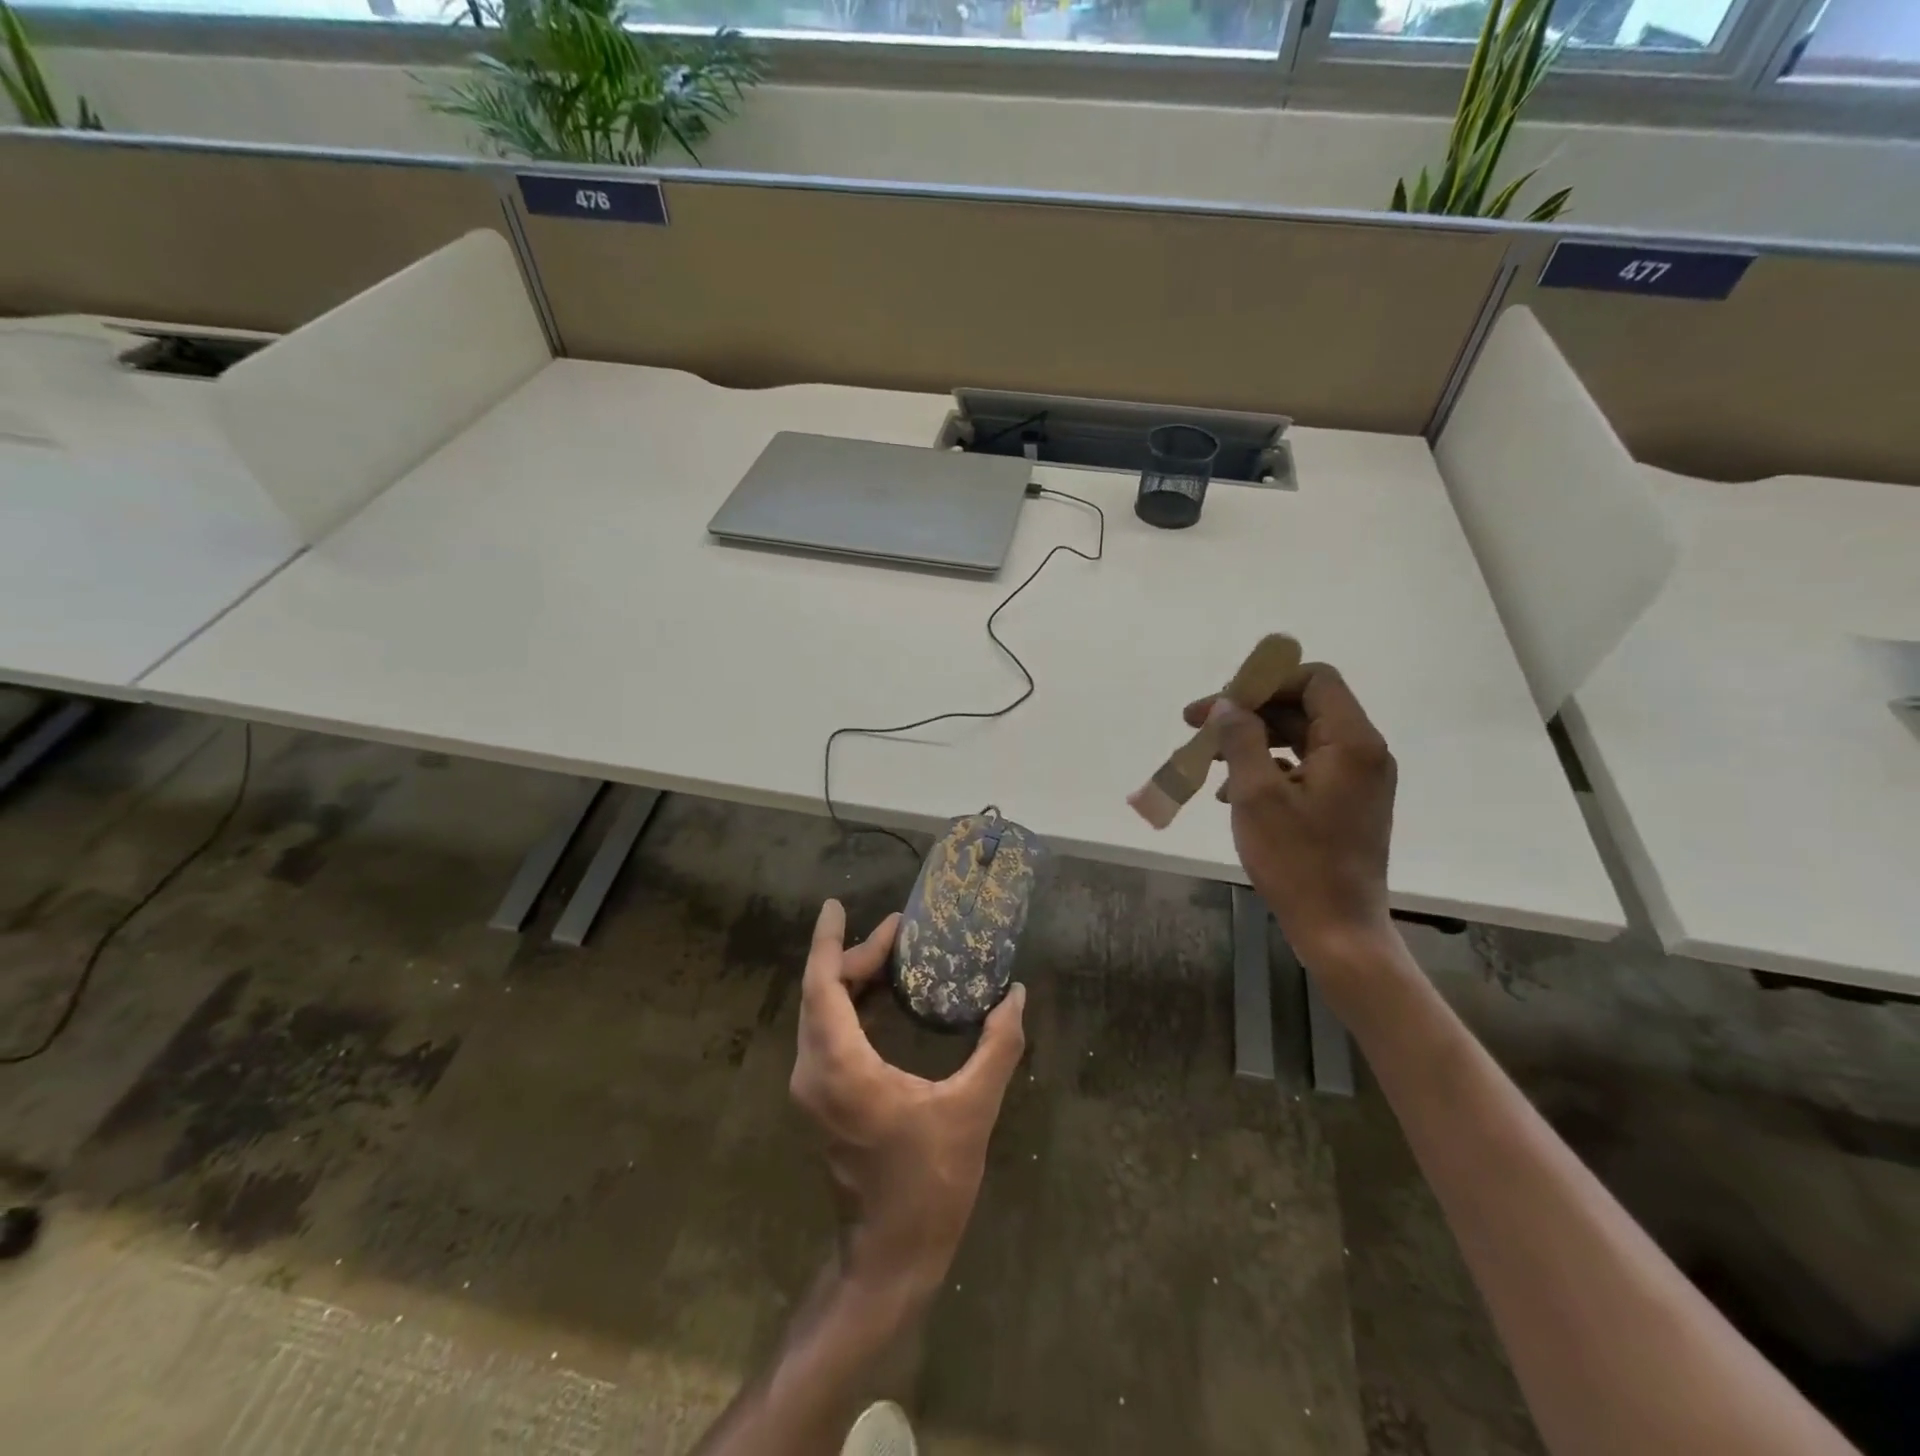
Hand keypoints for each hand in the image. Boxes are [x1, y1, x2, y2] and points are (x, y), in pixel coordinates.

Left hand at [790, 900, 1026, 1303]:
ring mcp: (814, 1089)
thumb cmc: (929, 1184)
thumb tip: (1016, 996)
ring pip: (821, 1014)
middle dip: (853, 956)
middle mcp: (815, 1071)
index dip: (828, 941)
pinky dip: (850, 1006)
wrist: (890, 1258)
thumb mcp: (971, 1110)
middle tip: (895, 932)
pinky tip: (883, 997)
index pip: (823, 985)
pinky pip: (828, 1035)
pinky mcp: (824, 1101)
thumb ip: (996, 1048)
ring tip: (891, 954)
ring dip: (850, 980)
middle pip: (821, 994)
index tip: (835, 905)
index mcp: (842, 1067)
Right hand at [1184, 662, 1397, 974]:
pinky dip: (1266, 768)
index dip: (1265, 682)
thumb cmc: (1297, 861)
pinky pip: (1303, 767)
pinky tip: (1229, 792)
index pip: (1314, 679)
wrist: (1337, 929)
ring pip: (1299, 738)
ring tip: (1206, 758)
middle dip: (1248, 712)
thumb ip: (1240, 739)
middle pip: (1303, 707)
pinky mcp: (1344, 803)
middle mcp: (1362, 752)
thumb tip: (1225, 704)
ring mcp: (1355, 780)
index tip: (1221, 702)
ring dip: (1251, 741)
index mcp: (1352, 742)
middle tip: (1198, 726)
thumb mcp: (1256, 794)